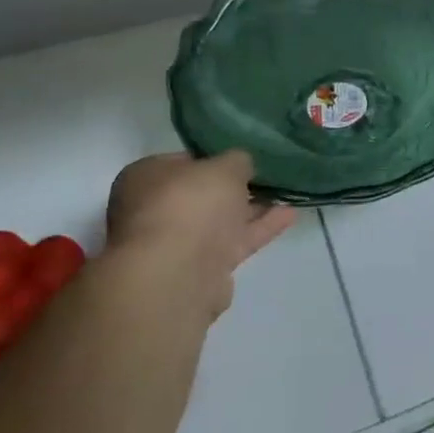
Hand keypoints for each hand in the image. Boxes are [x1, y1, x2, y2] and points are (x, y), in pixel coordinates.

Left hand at [106, 152, 294, 320]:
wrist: (176, 274)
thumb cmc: (190, 204)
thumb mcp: (225, 166)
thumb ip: (238, 161)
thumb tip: (241, 165)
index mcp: (145, 178)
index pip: (182, 162)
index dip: (213, 157)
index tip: (242, 158)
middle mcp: (153, 210)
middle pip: (200, 195)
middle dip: (233, 188)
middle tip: (265, 176)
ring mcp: (174, 245)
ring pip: (218, 221)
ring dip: (250, 210)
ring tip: (286, 194)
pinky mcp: (198, 271)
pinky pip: (233, 243)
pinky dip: (259, 229)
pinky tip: (288, 215)